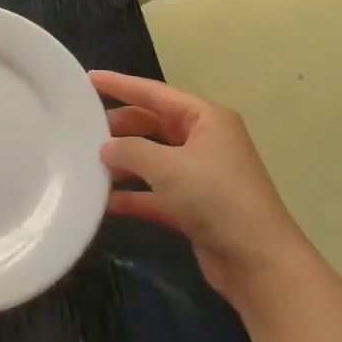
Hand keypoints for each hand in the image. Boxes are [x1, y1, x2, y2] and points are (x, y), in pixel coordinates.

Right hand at [94, 71, 305, 313]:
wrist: (258, 263)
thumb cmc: (216, 198)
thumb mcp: (168, 167)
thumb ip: (130, 151)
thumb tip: (104, 147)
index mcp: (206, 118)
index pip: (155, 93)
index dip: (121, 85)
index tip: (89, 79)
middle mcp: (204, 141)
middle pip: (153, 125)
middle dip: (120, 128)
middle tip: (82, 129)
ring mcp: (200, 176)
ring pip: (153, 159)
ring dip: (124, 163)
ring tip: (88, 165)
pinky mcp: (195, 208)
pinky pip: (156, 193)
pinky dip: (134, 195)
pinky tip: (106, 202)